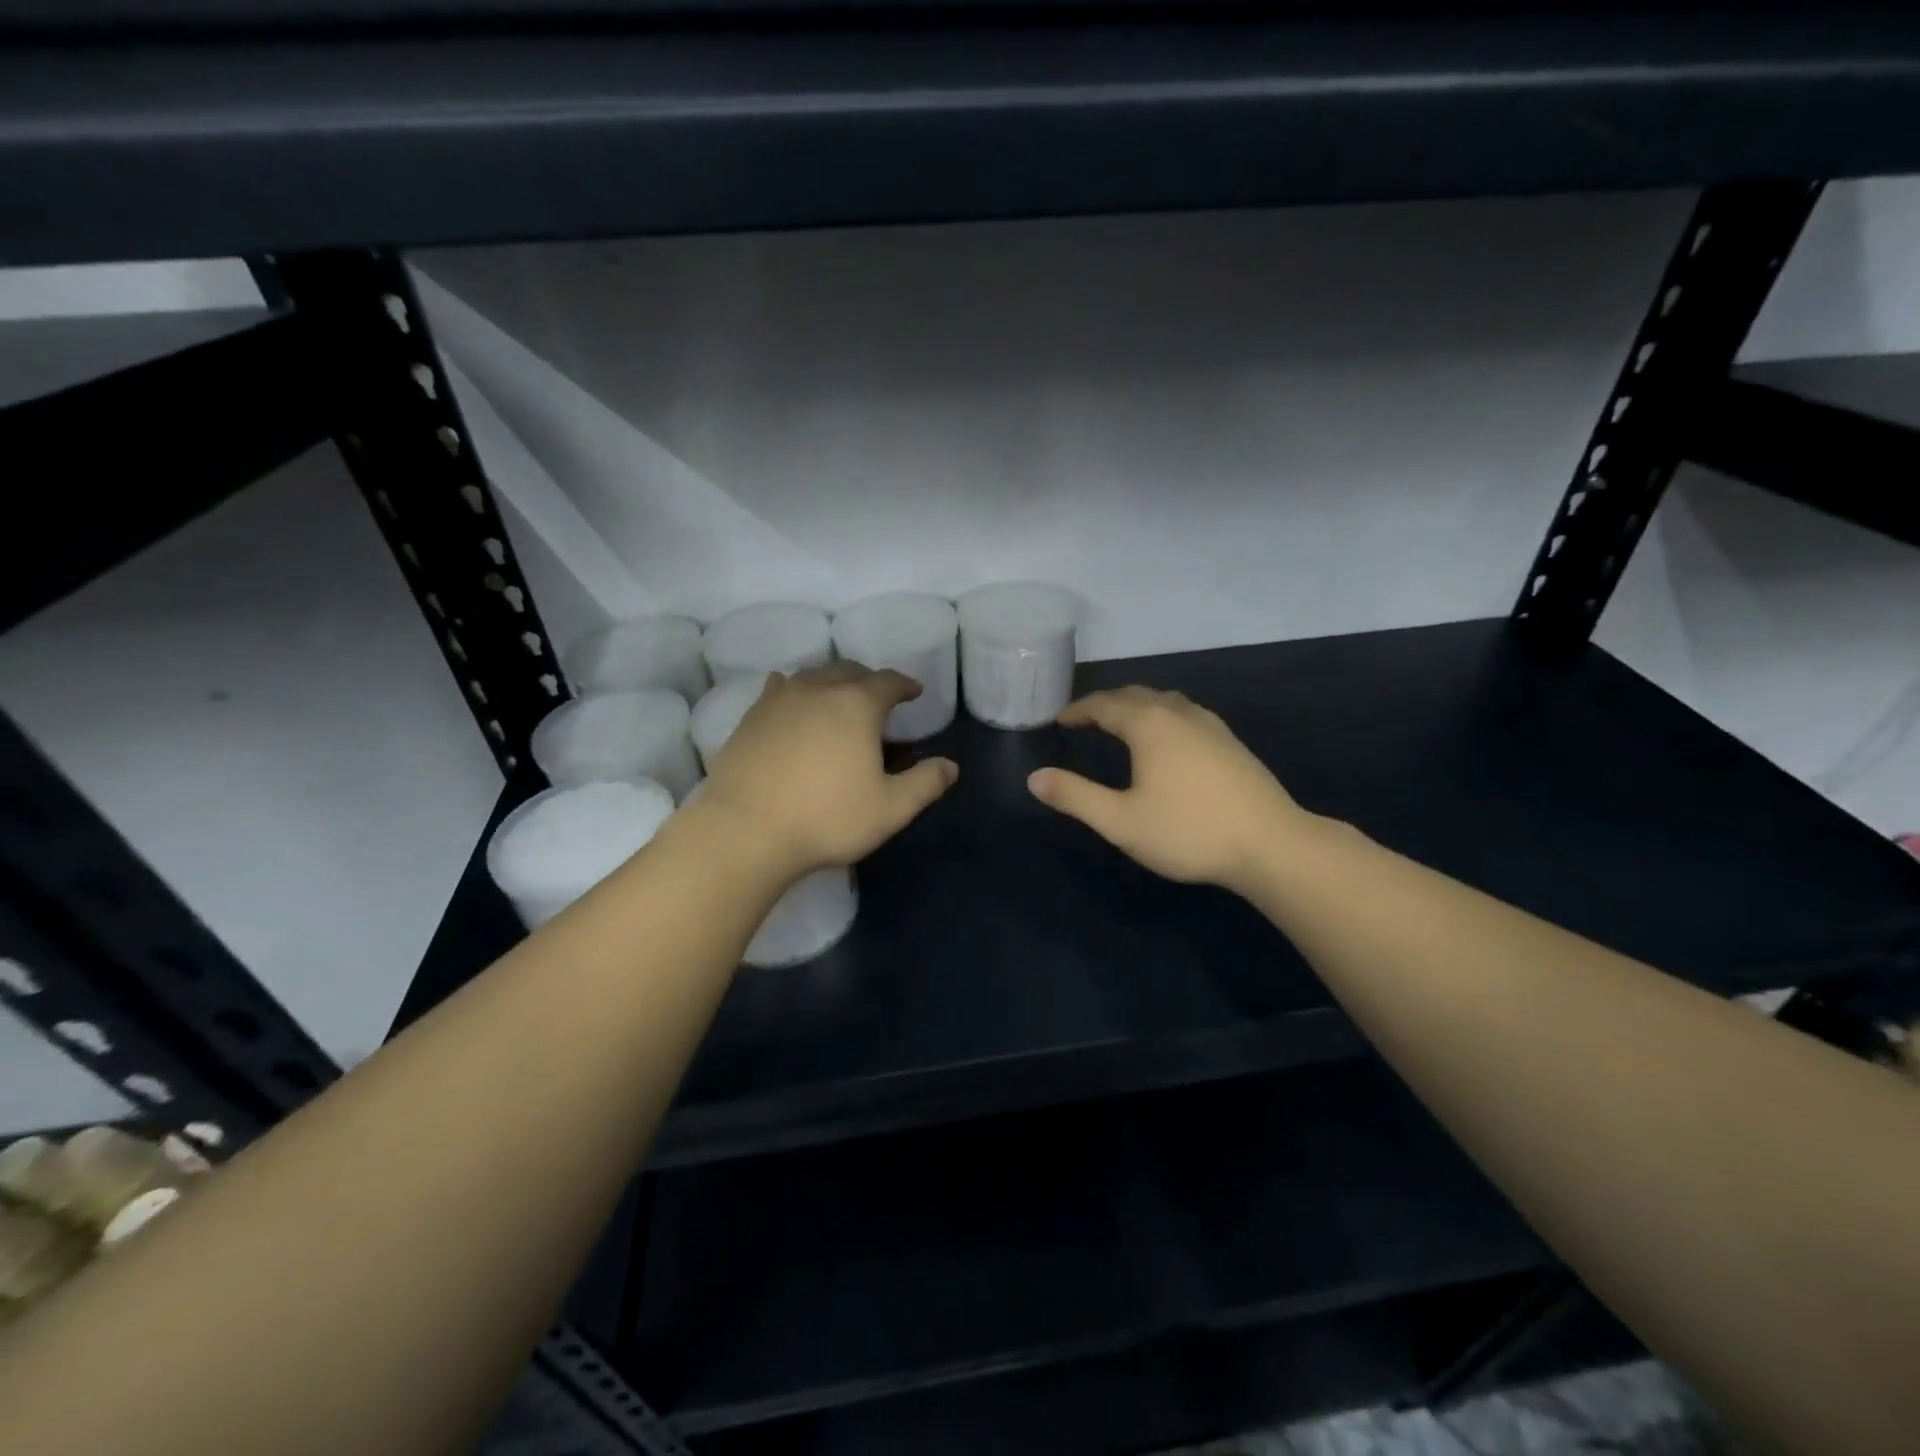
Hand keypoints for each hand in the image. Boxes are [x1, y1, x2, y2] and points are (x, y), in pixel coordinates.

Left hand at [697, 664, 957, 876]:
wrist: (746, 830)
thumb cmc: (827, 818)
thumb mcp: (890, 809)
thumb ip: (925, 784)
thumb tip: (950, 766)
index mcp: (857, 705)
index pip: (888, 681)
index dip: (904, 685)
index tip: (913, 692)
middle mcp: (818, 690)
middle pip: (849, 670)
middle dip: (869, 679)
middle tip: (878, 697)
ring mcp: (780, 700)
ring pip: (812, 676)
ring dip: (832, 682)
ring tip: (839, 699)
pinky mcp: (751, 717)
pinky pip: (778, 689)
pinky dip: (794, 690)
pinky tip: (792, 700)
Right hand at [1028, 686, 1310, 893]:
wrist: (1271, 845)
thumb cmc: (1188, 831)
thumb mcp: (1120, 821)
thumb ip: (1075, 797)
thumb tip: (1035, 778)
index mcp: (1149, 724)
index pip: (1104, 704)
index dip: (1078, 710)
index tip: (1059, 720)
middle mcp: (1179, 713)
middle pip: (1136, 695)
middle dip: (1106, 704)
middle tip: (1085, 720)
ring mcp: (1211, 725)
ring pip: (1165, 702)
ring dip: (1137, 707)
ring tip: (1121, 725)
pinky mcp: (1231, 742)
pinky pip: (1185, 714)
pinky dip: (1162, 717)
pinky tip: (1167, 741)